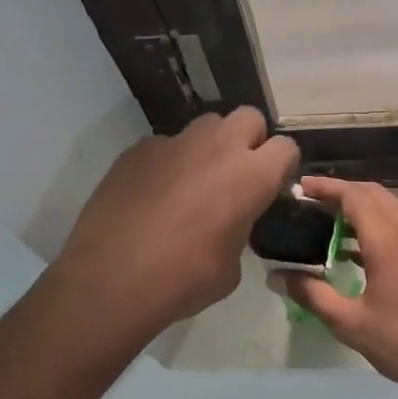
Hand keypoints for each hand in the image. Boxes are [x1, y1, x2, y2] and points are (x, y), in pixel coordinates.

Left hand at [56, 108, 297, 334]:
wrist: (111, 279)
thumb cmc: (182, 281)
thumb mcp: (230, 267)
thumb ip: (239, 231)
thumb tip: (229, 225)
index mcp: (250, 177)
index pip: (286, 147)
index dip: (282, 166)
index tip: (272, 186)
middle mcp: (217, 148)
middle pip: (248, 117)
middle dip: (249, 140)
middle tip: (236, 175)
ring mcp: (174, 143)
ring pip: (206, 125)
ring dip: (210, 145)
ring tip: (195, 181)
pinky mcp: (138, 150)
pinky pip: (165, 145)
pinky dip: (168, 162)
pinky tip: (154, 194)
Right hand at [271, 176, 397, 397]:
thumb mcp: (351, 324)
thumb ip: (312, 295)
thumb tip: (278, 277)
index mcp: (389, 239)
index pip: (354, 195)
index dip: (325, 187)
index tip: (300, 188)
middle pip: (374, 194)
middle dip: (342, 193)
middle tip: (311, 204)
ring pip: (391, 210)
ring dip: (361, 210)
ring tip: (328, 227)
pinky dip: (377, 227)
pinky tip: (359, 254)